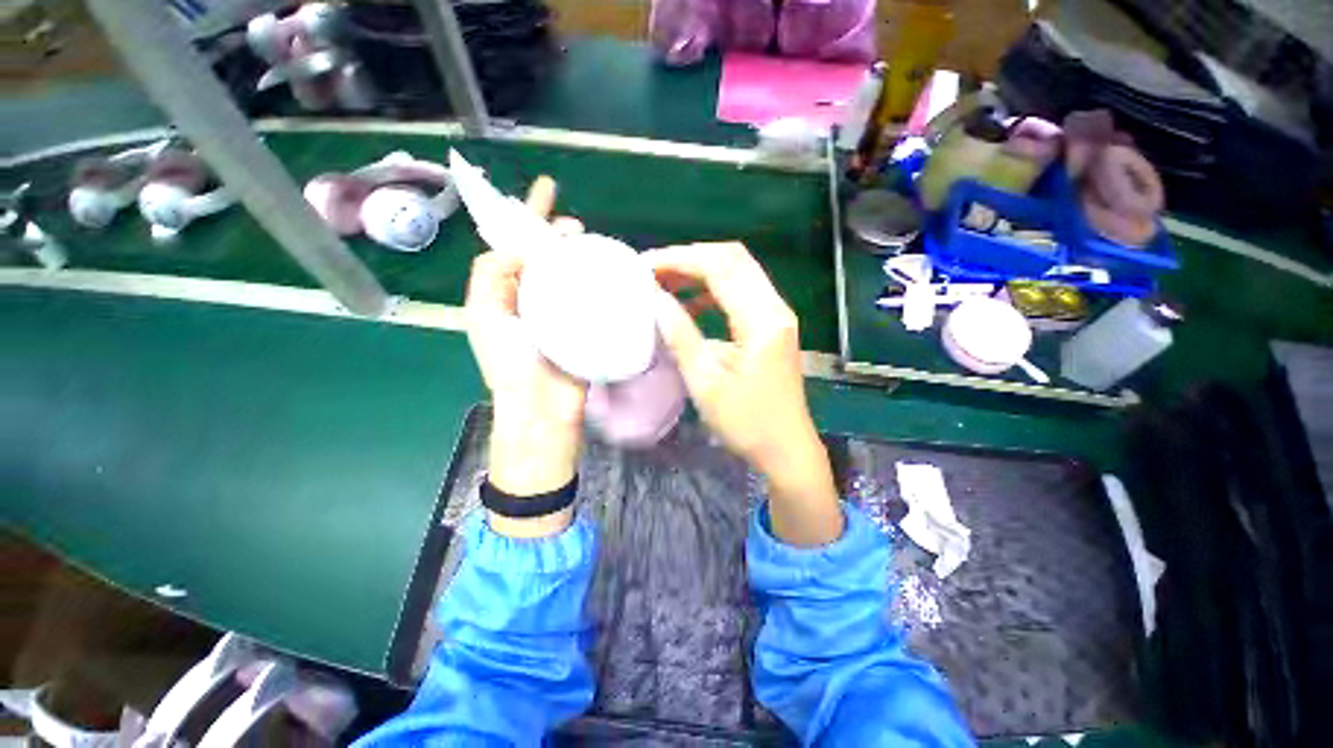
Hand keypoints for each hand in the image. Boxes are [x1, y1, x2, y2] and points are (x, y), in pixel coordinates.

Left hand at [464, 177, 585, 537]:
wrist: (544, 410)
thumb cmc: (512, 365)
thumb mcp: (485, 316)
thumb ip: (492, 275)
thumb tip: (524, 249)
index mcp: (507, 293)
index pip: (516, 244)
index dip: (527, 215)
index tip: (548, 189)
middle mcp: (535, 299)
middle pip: (549, 256)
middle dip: (559, 234)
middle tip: (577, 224)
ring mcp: (564, 313)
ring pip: (573, 273)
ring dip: (582, 255)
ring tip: (594, 242)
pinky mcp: (588, 327)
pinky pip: (594, 296)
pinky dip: (601, 281)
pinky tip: (612, 271)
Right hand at [647, 242, 841, 546]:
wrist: (787, 450)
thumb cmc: (747, 423)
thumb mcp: (706, 382)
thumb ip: (681, 335)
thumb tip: (655, 299)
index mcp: (762, 320)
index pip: (719, 267)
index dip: (678, 259)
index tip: (643, 267)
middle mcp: (775, 307)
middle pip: (732, 258)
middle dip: (688, 258)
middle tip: (652, 272)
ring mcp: (777, 315)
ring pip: (737, 272)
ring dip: (700, 271)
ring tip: (665, 284)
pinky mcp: (772, 325)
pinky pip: (741, 293)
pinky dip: (712, 290)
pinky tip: (689, 306)